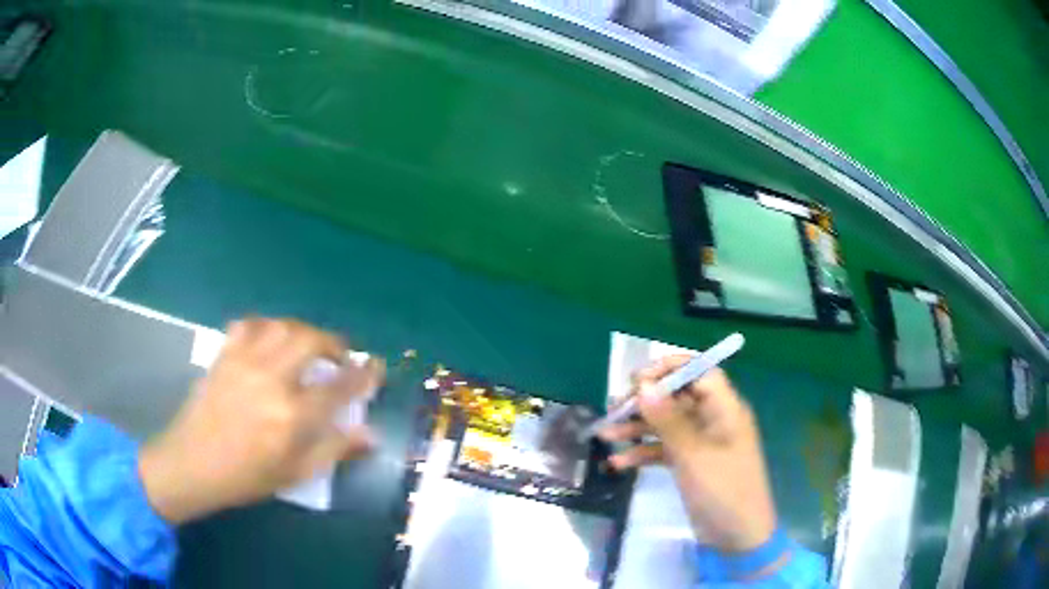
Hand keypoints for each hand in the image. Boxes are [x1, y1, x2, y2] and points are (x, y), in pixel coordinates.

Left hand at [138, 318, 384, 524]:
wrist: (193, 463)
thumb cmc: (246, 476)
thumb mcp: (295, 473)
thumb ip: (334, 449)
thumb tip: (370, 434)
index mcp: (291, 415)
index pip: (339, 386)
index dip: (363, 373)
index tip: (376, 366)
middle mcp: (270, 380)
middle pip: (310, 341)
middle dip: (333, 343)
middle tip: (340, 355)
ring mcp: (243, 362)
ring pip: (282, 326)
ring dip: (303, 330)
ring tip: (309, 345)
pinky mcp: (224, 355)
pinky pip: (249, 325)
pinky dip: (266, 326)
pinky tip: (270, 340)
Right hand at [599, 360, 775, 551]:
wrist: (737, 537)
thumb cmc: (723, 490)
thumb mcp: (693, 455)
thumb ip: (668, 420)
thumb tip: (643, 385)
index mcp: (725, 409)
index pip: (700, 372)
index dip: (670, 369)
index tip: (637, 379)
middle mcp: (714, 420)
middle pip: (678, 397)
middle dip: (646, 401)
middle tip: (615, 407)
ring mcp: (701, 443)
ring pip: (667, 424)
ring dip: (638, 428)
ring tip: (606, 433)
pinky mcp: (691, 464)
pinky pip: (664, 450)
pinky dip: (643, 453)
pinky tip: (618, 462)